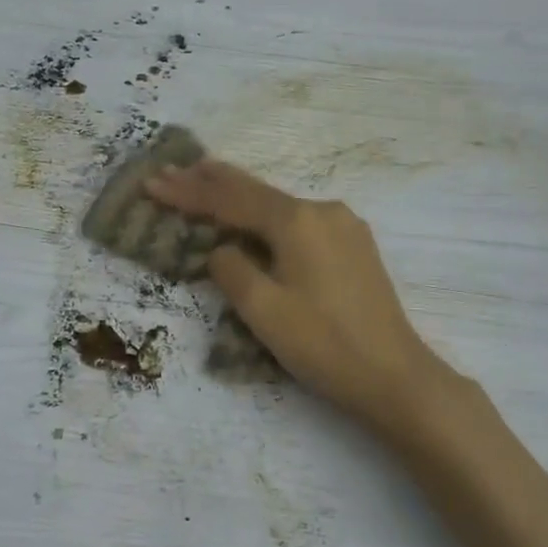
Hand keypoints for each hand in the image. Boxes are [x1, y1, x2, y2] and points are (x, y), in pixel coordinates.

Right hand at [145, 160, 458, 439]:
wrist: (395, 377)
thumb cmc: (324, 345)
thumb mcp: (263, 310)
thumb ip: (231, 270)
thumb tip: (222, 250)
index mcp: (297, 221)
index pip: (230, 201)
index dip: (188, 193)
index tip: (152, 183)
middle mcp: (322, 210)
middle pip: (255, 191)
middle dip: (210, 181)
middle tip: (172, 170)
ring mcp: (344, 226)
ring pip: (278, 204)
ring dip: (239, 195)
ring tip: (204, 179)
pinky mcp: (354, 246)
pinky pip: (298, 220)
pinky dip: (267, 214)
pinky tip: (254, 215)